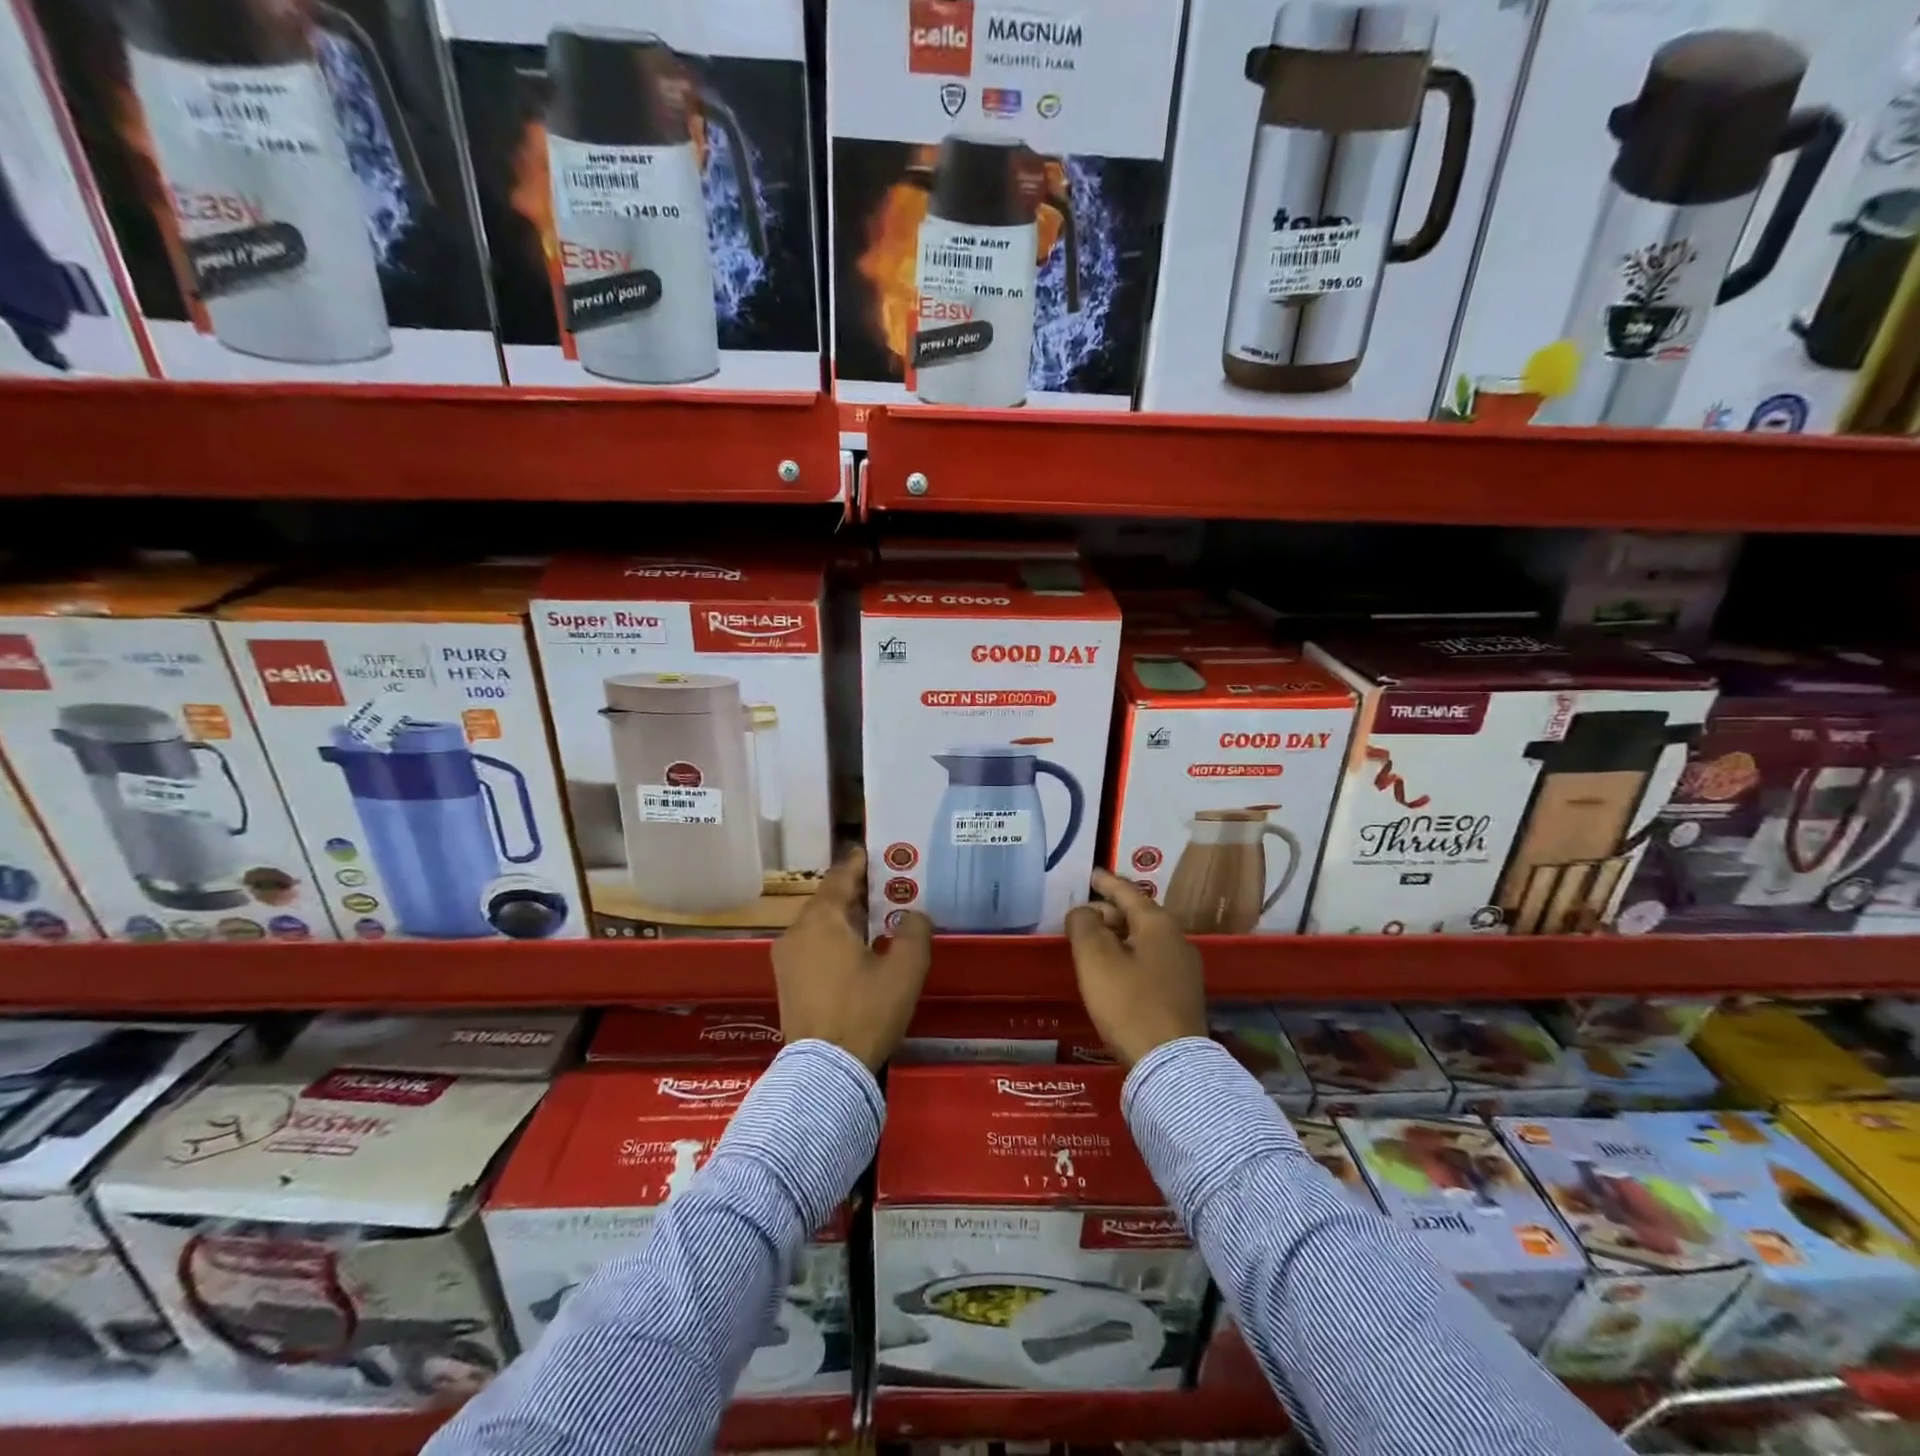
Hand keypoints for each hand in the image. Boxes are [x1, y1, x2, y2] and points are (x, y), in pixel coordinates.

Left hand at [772, 848, 933, 1070]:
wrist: (824, 1071)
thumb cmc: (866, 1011)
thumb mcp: (904, 970)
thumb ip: (914, 933)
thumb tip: (913, 916)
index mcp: (822, 919)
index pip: (841, 877)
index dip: (859, 863)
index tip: (874, 853)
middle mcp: (796, 931)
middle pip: (828, 900)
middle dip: (856, 894)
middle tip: (886, 890)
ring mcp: (786, 959)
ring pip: (819, 926)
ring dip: (845, 920)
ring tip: (875, 922)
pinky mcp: (786, 983)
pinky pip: (812, 948)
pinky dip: (833, 942)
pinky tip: (856, 954)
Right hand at [1064, 869, 1206, 1067]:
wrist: (1170, 1064)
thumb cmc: (1129, 1003)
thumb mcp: (1095, 958)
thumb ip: (1084, 925)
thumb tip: (1084, 912)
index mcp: (1158, 924)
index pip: (1128, 892)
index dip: (1106, 882)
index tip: (1091, 874)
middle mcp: (1177, 939)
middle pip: (1138, 915)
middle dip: (1109, 912)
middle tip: (1082, 918)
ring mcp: (1184, 968)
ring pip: (1144, 939)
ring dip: (1118, 936)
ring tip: (1093, 944)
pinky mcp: (1182, 994)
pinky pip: (1150, 961)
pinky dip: (1129, 956)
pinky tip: (1114, 972)